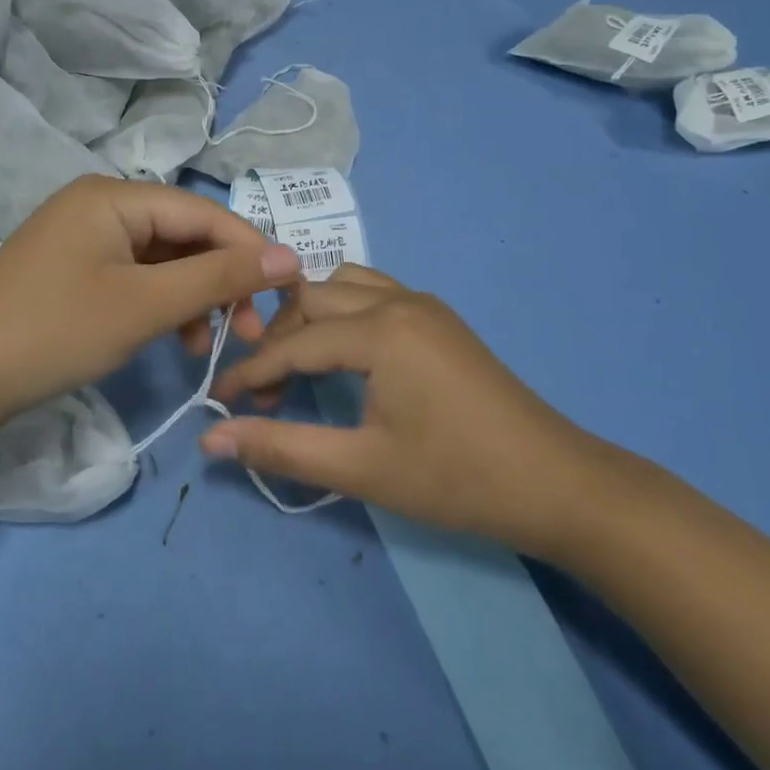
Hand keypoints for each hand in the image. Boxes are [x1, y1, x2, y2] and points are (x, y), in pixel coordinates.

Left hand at [0, 177, 300, 434]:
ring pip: (160, 261)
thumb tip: (290, 255)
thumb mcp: (147, 305)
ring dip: (192, 299)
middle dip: (220, 281)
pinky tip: (173, 340)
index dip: (250, 249)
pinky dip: (159, 306)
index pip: (203, 212)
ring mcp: (80, 238)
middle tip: (249, 331)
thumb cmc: (57, 331)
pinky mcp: (70, 271)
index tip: (288, 291)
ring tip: (209, 346)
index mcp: (114, 196)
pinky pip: (132, 278)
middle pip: (182, 235)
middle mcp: (98, 205)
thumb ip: (220, 277)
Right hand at [205, 265, 611, 557]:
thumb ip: (283, 448)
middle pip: (312, 297)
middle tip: (265, 393)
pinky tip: (344, 356)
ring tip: (299, 367)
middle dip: (278, 339)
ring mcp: (424, 304)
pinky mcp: (439, 319)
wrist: (557, 483)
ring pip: (344, 286)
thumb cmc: (457, 479)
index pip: (294, 342)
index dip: (251, 373)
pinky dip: (344, 315)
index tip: (218, 402)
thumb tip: (211, 439)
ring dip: (311, 318)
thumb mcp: (363, 468)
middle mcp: (399, 300)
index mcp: (381, 329)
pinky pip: (374, 294)